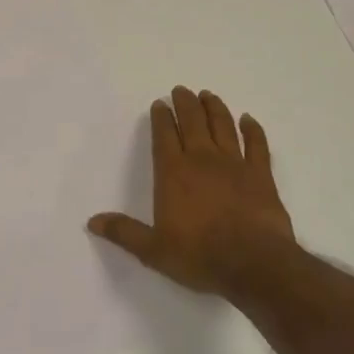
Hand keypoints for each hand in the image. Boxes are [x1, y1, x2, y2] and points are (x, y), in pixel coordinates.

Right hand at [88, 87, 300, 298]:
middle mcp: (202, 159)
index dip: (161, 118)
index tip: (159, 104)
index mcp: (173, 173)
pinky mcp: (261, 175)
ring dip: (214, 108)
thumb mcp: (153, 250)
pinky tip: (249, 119)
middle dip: (185, 103)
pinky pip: (257, 145)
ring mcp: (234, 164)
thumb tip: (93, 221)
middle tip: (181, 90)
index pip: (164, 136)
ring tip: (208, 95)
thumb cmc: (199, 255)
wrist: (253, 263)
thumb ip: (124, 232)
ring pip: (223, 126)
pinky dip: (253, 130)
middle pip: (192, 122)